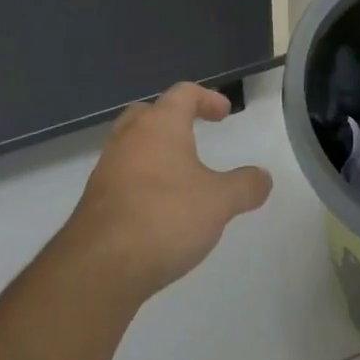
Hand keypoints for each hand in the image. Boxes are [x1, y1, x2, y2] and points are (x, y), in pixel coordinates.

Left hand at [63, 83, 272, 301]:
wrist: (100, 266)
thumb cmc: (165, 217)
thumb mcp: (219, 202)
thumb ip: (245, 186)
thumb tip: (264, 176)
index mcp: (159, 125)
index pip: (183, 93)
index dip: (206, 98)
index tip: (224, 113)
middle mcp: (129, 138)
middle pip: (149, 112)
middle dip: (172, 119)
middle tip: (193, 133)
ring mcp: (107, 168)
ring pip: (132, 145)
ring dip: (155, 152)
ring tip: (179, 176)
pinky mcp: (95, 200)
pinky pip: (122, 176)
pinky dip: (141, 180)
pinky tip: (157, 207)